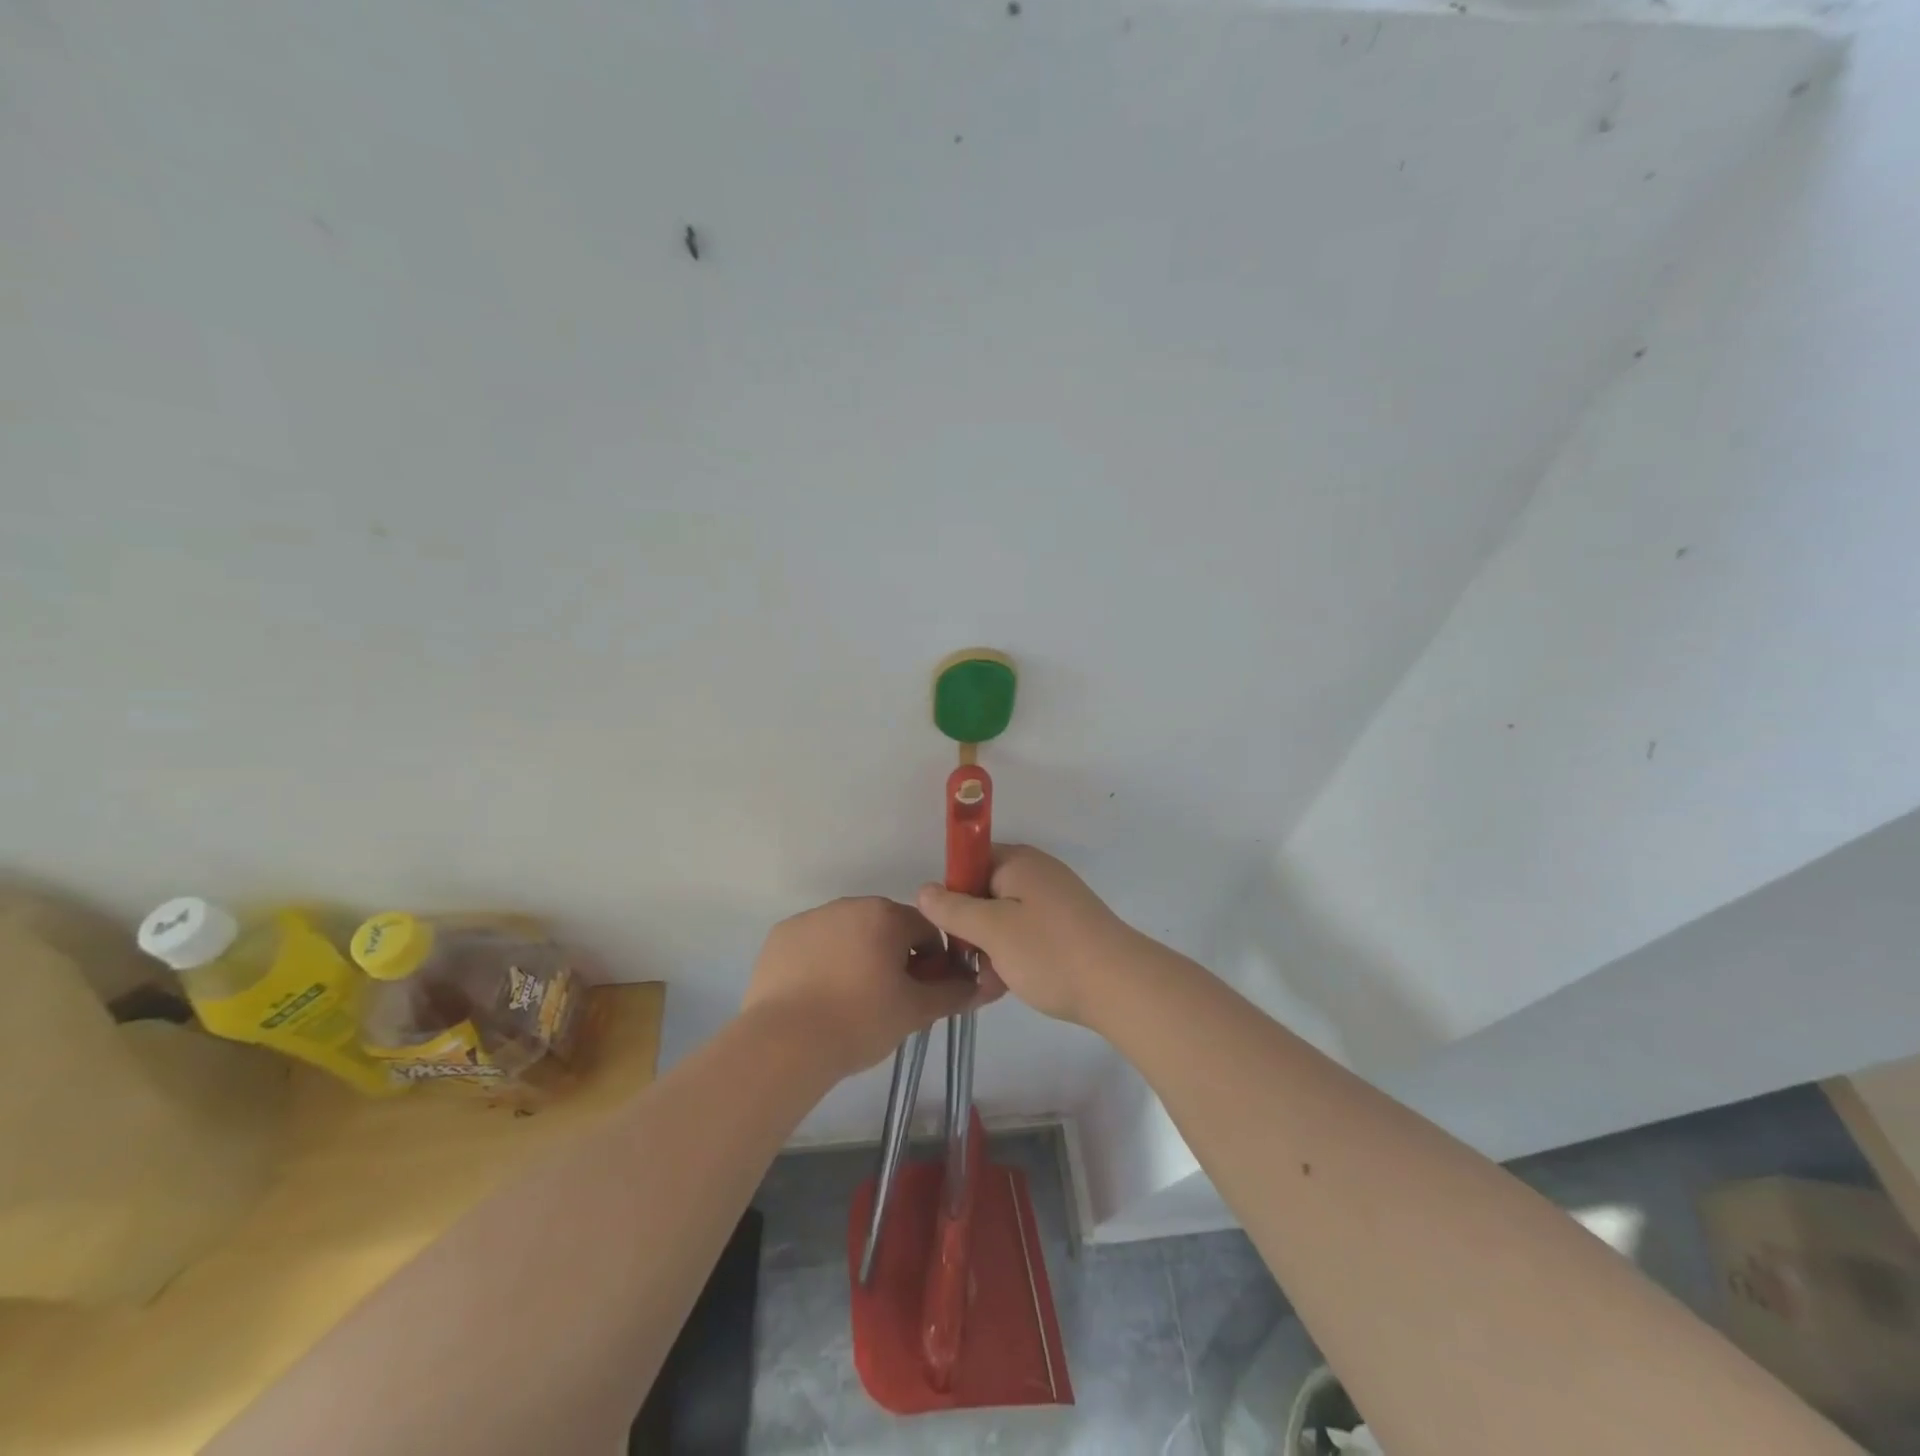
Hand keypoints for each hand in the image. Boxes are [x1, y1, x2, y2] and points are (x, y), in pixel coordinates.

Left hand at [740, 897, 995, 1077]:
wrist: (785, 1043)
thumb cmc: (859, 1021)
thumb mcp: (915, 1011)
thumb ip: (952, 993)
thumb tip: (982, 985)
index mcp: (885, 915)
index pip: (925, 929)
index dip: (932, 960)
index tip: (922, 992)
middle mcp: (849, 905)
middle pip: (885, 927)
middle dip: (893, 956)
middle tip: (888, 999)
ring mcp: (811, 918)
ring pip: (848, 933)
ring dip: (857, 956)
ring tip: (849, 1001)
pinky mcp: (781, 936)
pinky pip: (813, 943)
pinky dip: (821, 961)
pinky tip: (817, 996)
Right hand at [916, 846, 1140, 1026]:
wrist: (1121, 987)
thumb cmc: (1049, 952)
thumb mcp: (991, 930)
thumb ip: (953, 908)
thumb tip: (924, 889)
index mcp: (1018, 861)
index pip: (968, 862)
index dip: (952, 893)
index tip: (949, 929)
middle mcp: (1037, 872)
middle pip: (985, 891)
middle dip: (971, 927)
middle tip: (968, 963)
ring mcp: (1055, 900)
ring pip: (1004, 918)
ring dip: (991, 947)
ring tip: (990, 982)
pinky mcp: (1068, 927)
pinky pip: (1027, 933)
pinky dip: (1014, 954)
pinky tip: (1009, 985)